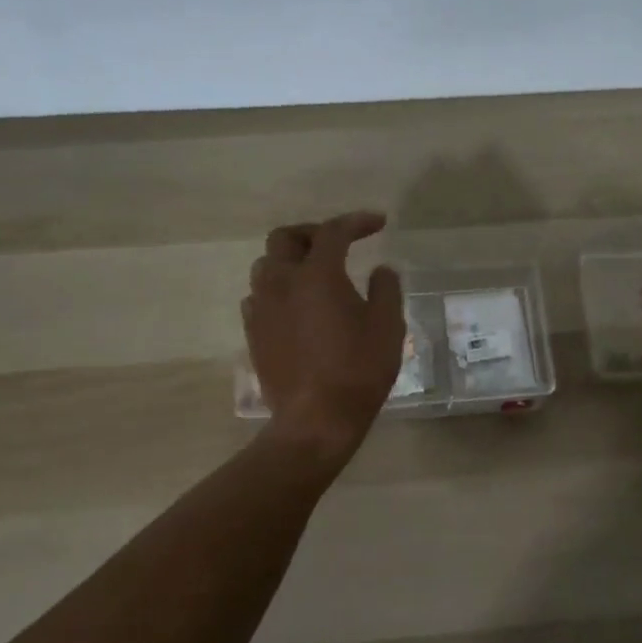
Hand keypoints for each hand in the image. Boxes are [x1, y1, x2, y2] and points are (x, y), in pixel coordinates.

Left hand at [244, 211, 404, 461]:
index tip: (378, 223)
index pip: (333, 231)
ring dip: (290, 260)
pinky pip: (259, 297)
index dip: (356, 222)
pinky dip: (278, 290)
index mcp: (317, 274)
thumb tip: (380, 270)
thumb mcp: (388, 326)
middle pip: (285, 238)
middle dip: (312, 233)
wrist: (316, 421)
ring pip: (266, 266)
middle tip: (337, 244)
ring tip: (315, 275)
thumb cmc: (358, 370)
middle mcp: (281, 283)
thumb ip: (385, 289)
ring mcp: (262, 308)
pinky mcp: (253, 333)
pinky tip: (296, 306)